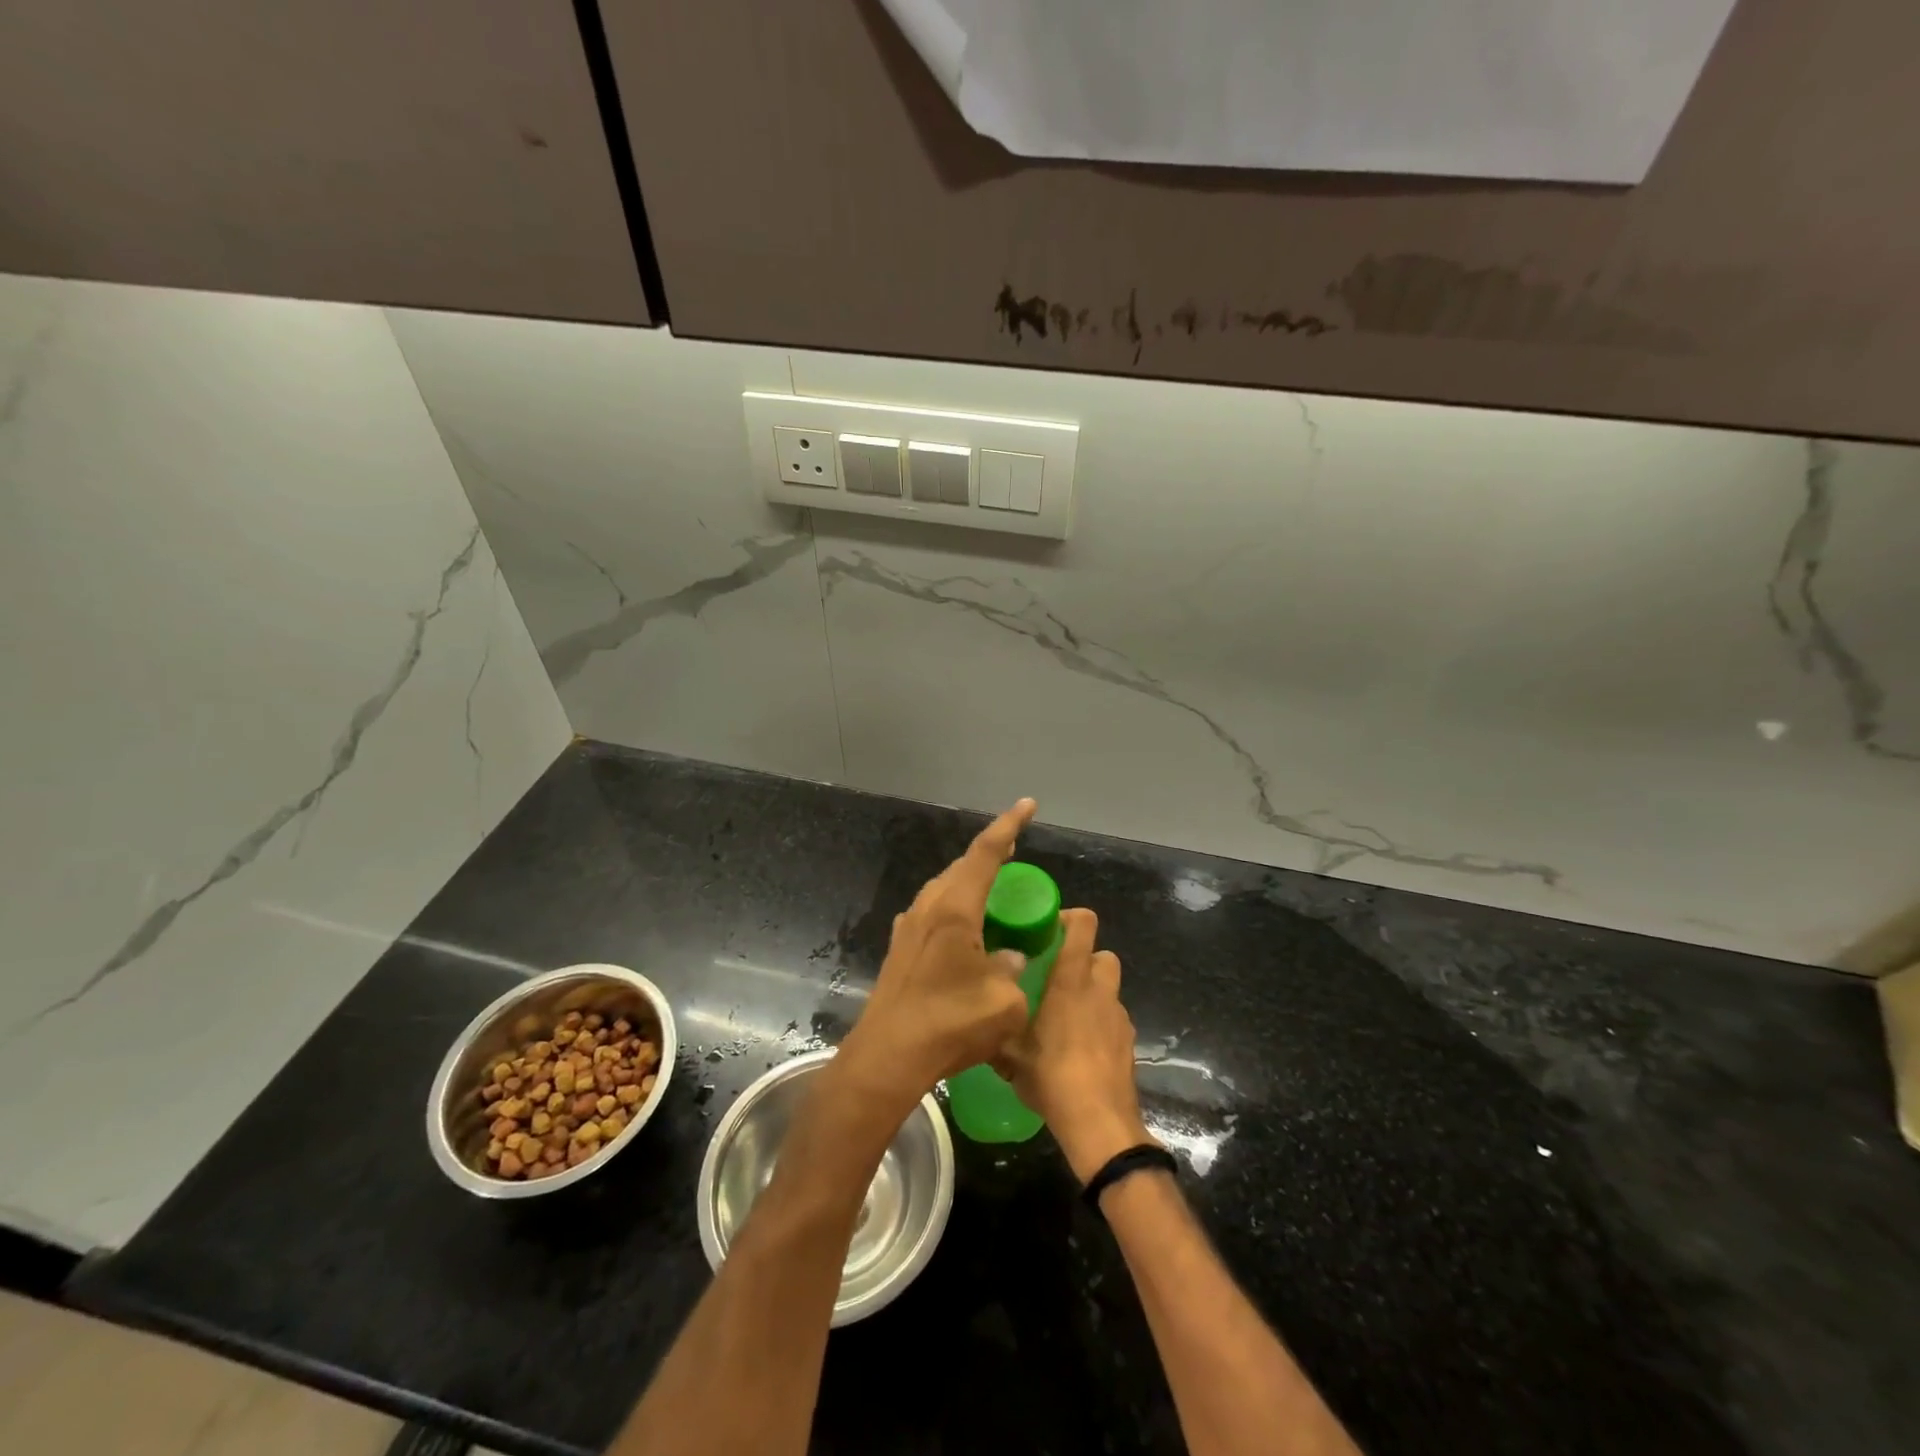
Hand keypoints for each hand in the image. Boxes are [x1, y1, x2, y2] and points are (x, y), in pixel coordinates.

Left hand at [831, 800, 1038, 1120]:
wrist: (888, 1056)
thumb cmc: (950, 1024)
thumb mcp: (1004, 1002)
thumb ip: (1013, 971)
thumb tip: (1008, 958)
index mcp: (955, 908)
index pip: (985, 853)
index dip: (1009, 826)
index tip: (1028, 805)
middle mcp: (928, 908)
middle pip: (962, 867)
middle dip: (990, 856)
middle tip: (1015, 854)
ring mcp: (909, 927)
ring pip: (945, 889)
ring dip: (970, 884)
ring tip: (994, 892)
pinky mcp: (900, 949)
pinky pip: (934, 913)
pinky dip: (956, 909)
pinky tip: (965, 932)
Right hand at [1000, 909, 1152, 1182]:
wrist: (1099, 1124)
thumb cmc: (1052, 1077)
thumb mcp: (1009, 1055)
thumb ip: (996, 1028)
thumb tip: (980, 1015)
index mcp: (1071, 981)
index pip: (1084, 925)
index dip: (1069, 918)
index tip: (1047, 929)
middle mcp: (1100, 990)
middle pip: (1102, 954)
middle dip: (1084, 957)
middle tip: (1056, 975)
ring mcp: (1119, 1017)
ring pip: (1109, 988)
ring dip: (1092, 991)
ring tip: (1065, 1015)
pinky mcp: (1129, 1042)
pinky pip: (1113, 1018)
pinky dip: (1100, 1021)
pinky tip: (1080, 1047)